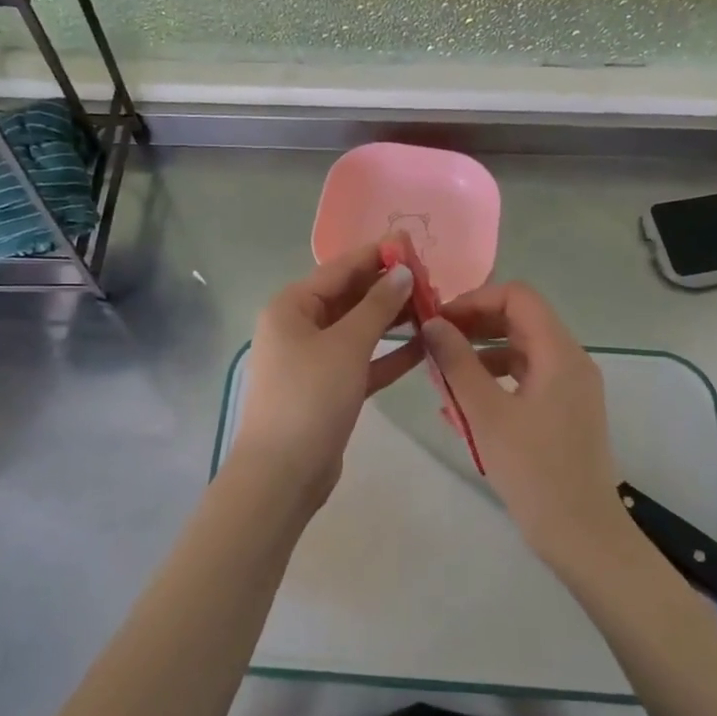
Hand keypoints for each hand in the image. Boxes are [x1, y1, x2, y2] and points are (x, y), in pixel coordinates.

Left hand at [229, 245, 421, 508]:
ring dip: (392, 319)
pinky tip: (423, 344)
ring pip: (358, 329)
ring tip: (433, 306)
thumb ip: (377, 306)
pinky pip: (362, 360)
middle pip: (348, 297)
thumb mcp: (346, 345)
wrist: (284, 472)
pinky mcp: (329, 388)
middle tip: (431, 278)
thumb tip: (401, 271)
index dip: (376, 255)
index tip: (412, 243)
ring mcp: (313, 359)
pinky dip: (388, 353)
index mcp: (291, 306)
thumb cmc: (311, 397)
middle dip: (387, 287)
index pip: (339, 269)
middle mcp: (299, 326)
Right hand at [420, 282, 634, 566]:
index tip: (439, 321)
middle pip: (521, 320)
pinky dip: (496, 379)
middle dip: (475, 325)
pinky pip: (527, 378)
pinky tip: (464, 403)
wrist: (582, 534)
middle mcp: (571, 360)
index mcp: (559, 353)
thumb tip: (433, 323)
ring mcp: (571, 387)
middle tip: (436, 343)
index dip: (475, 299)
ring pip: (522, 350)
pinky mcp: (566, 410)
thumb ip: (457, 362)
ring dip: (482, 353)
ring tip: (444, 375)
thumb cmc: (533, 471)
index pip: (518, 296)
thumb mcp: (486, 414)